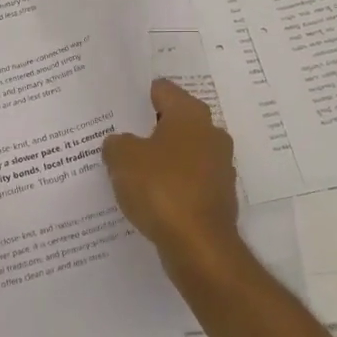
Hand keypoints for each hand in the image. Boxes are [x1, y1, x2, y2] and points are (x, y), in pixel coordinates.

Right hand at [103, 79, 240, 271]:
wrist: (199, 246)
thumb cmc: (161, 189)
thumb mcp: (122, 159)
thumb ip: (117, 144)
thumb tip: (121, 143)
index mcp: (191, 114)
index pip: (163, 90)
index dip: (138, 95)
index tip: (118, 104)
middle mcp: (211, 134)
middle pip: (174, 122)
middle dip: (148, 129)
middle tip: (118, 136)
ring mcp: (219, 166)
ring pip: (181, 153)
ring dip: (160, 159)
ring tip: (128, 169)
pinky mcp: (218, 196)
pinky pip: (187, 181)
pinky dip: (170, 185)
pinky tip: (148, 197)